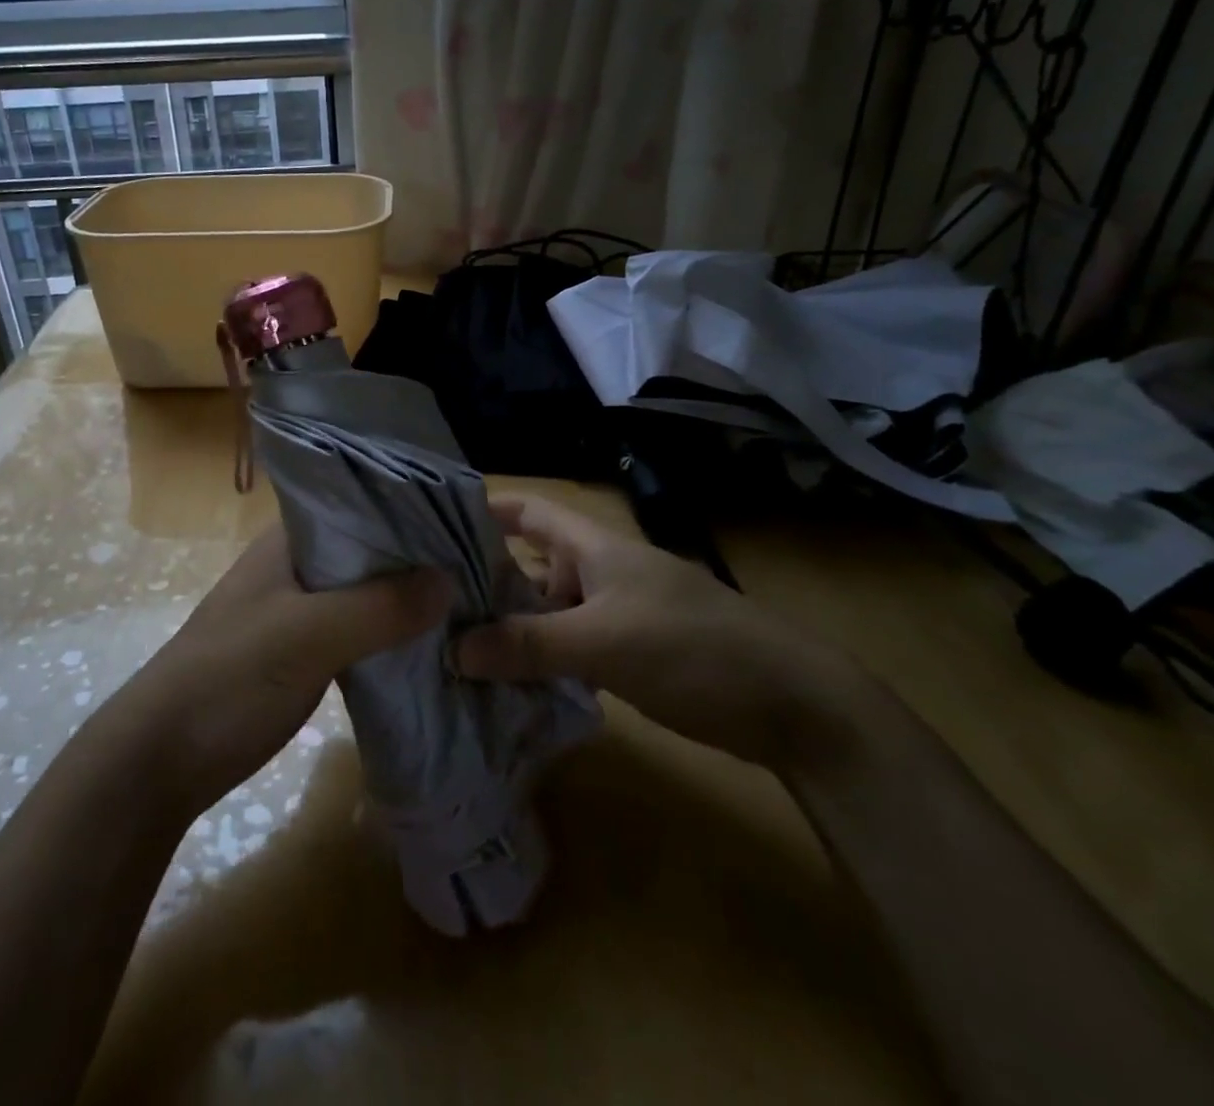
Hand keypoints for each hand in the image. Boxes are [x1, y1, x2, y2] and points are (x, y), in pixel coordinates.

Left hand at [127, 525, 452, 810]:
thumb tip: (450, 580)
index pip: (362, 502)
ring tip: (470, 598)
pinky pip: (360, 628)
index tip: (470, 521)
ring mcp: (300, 608)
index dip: (413, 508)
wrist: (162, 759)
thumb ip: (379, 606)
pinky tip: (431, 641)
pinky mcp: (304, 650)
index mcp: (290, 538)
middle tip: (485, 564)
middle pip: (370, 548)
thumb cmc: (230, 678)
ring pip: (367, 590)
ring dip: (407, 596)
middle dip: (419, 556)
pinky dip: (391, 631)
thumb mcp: (308, 636)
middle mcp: (297, 563)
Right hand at [455, 496, 865, 772]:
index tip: (428, 523)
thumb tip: (453, 649)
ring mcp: (612, 614)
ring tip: (446, 647)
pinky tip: (500, 684)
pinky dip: (536, 661)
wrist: (791, 705)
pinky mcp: (625, 654)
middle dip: (479, 579)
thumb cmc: (693, 648)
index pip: (526, 510)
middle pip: (526, 564)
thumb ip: (528, 644)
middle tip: (422, 601)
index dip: (482, 508)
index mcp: (592, 546)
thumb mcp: (604, 642)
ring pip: (544, 612)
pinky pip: (565, 649)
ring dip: (506, 627)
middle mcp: (596, 571)